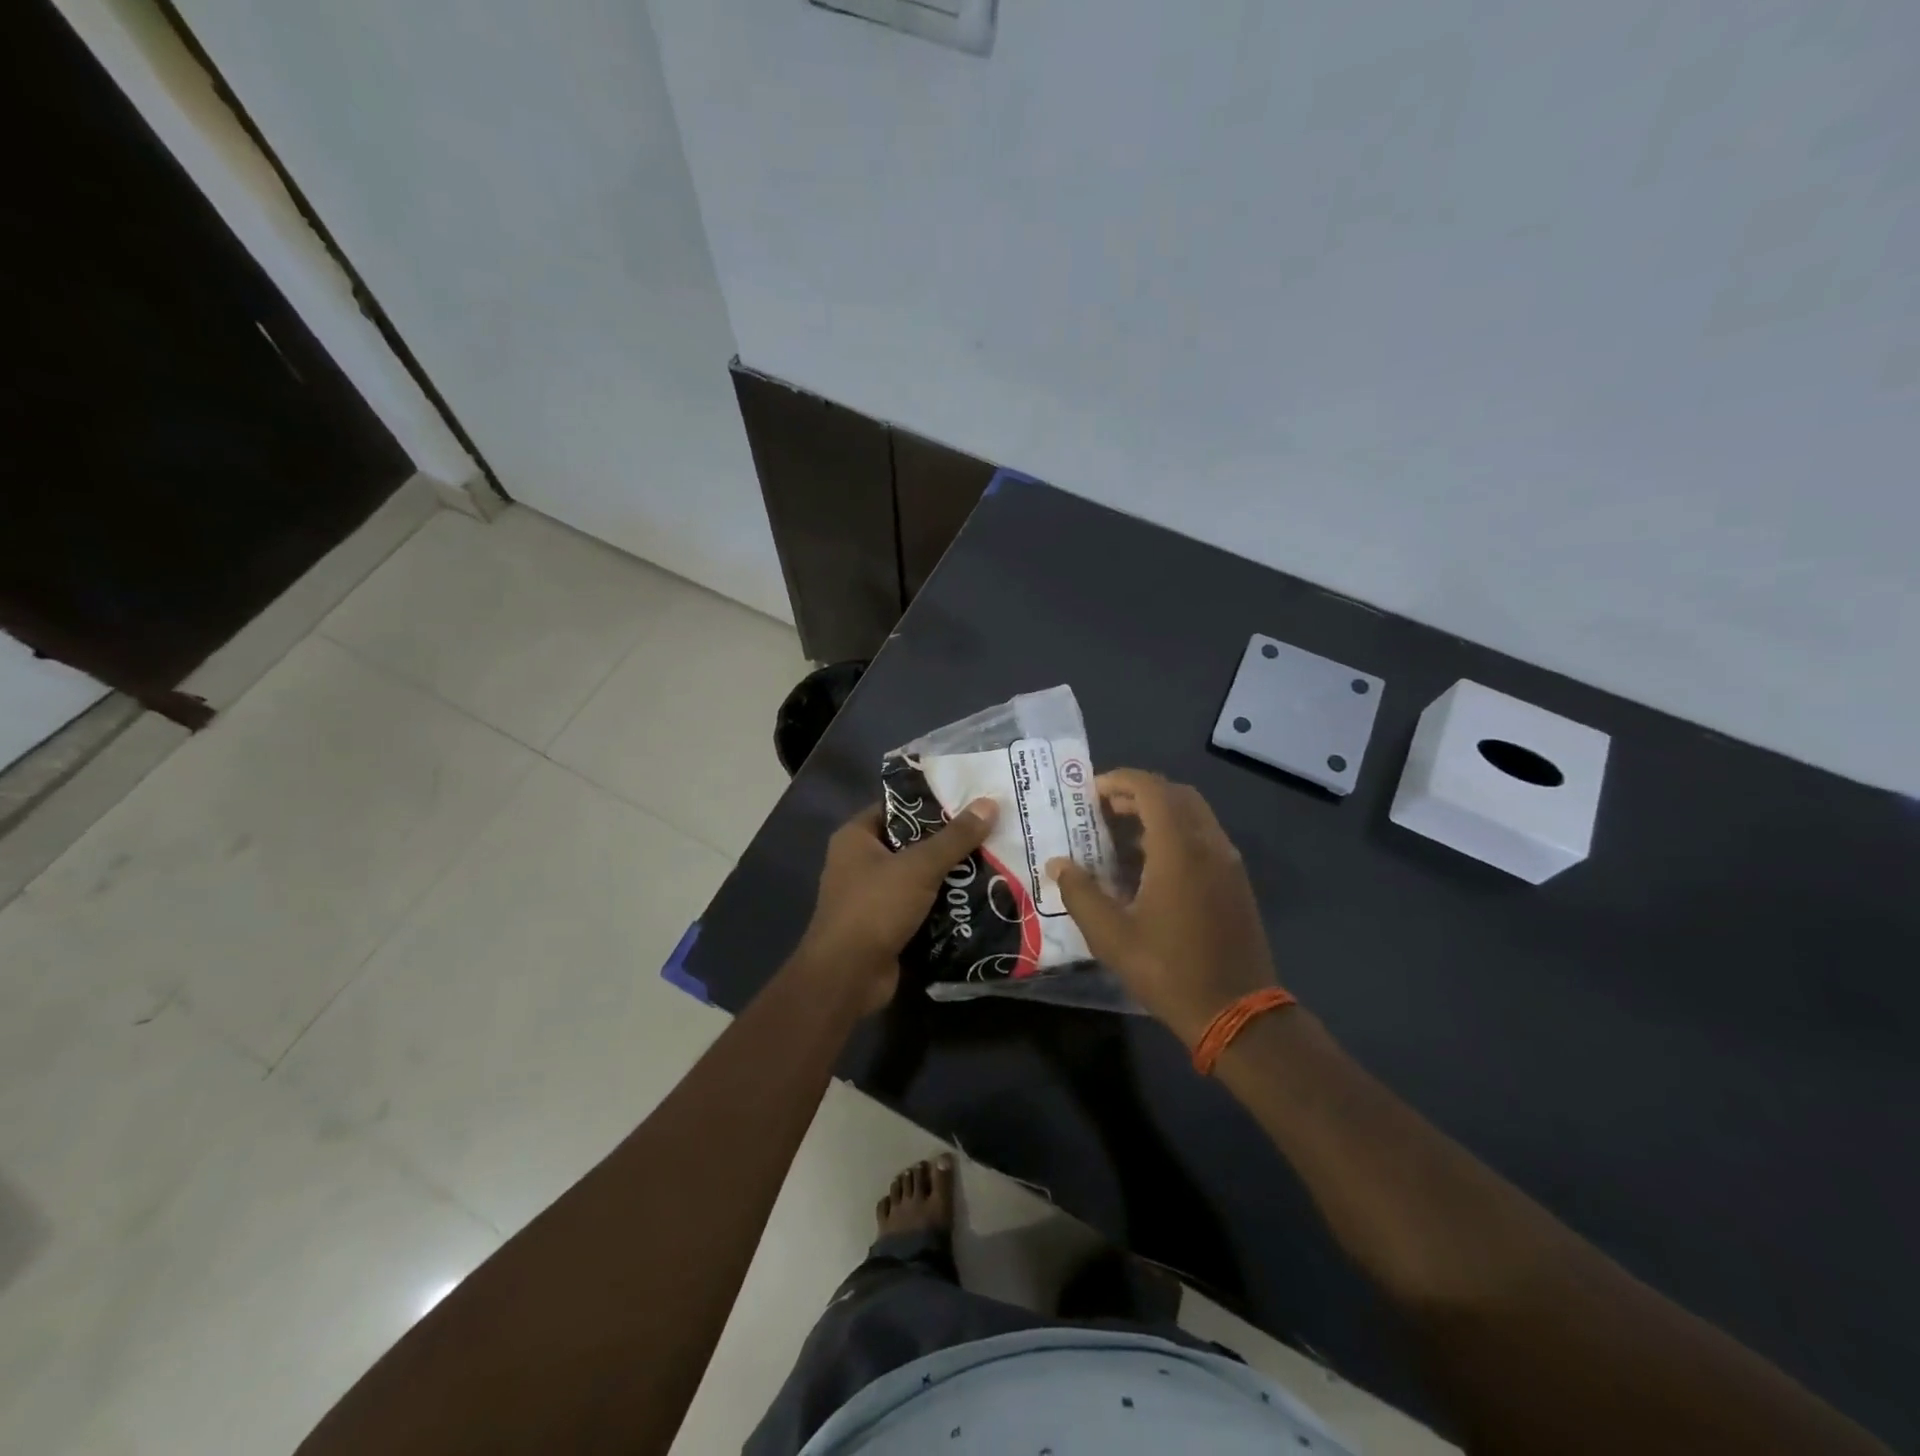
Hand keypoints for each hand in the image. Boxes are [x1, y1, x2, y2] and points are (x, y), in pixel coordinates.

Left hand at [798, 798, 998, 1013]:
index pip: (898, 807)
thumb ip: (955, 837)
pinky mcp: (885, 925)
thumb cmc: (874, 908)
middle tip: (990, 830)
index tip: (970, 799)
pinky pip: (919, 905)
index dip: (932, 802)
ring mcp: (871, 896)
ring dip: (950, 874)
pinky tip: (978, 898)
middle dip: (948, 841)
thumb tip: (989, 804)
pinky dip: (943, 903)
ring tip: (993, 861)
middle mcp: (860, 862)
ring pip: (918, 876)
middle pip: (912, 842)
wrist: (847, 977)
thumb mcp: (919, 867)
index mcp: (856, 837)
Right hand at [1048, 769, 1277, 1046]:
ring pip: (1193, 815)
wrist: (1237, 1012)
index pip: (1151, 789)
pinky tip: (1151, 866)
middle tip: (1103, 810)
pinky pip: (1204, 837)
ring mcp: (1227, 862)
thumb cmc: (1169, 970)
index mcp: (1179, 848)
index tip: (1090, 792)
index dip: (1119, 781)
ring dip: (1158, 813)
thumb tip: (1057, 865)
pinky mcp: (1236, 882)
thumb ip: (1080, 893)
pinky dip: (1176, 833)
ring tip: (1121, 836)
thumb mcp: (1111, 936)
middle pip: (1175, 794)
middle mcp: (1208, 844)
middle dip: (1138, 792)